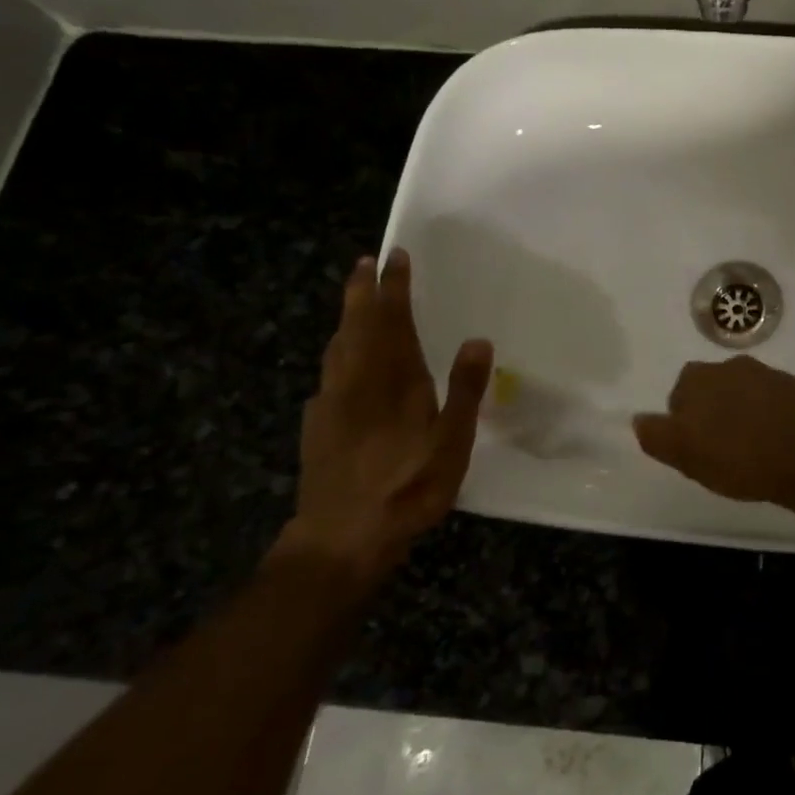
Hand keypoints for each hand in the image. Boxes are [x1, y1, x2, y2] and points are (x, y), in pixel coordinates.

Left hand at [280, 248, 492, 587]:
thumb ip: (465, 390)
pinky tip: (341, 364)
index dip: (394, 288)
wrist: (340, 538)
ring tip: (355, 300)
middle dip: (362, 291)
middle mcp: (357, 382)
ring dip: (347, 317)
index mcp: (394, 380)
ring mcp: (331, 403)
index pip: (393, 321)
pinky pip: (329, 374)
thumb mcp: (452, 442)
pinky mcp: (316, 426)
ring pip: (337, 347)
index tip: (395, 257)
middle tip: (365, 262)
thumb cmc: (407, 488)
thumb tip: (478, 340)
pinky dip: (338, 353)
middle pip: (357, 325)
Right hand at [633, 356, 794, 513]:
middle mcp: (733, 368)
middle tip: (722, 454)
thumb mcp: (689, 455)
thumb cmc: (745, 456)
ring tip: (752, 454)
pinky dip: (770, 422)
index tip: (697, 453)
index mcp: (701, 377)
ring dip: (742, 419)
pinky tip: (779, 448)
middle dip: (712, 417)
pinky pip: (773, 406)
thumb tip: (638, 420)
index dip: (683, 426)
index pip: (678, 397)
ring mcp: (770, 376)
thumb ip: (659, 437)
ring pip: (742, 397)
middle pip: (711, 392)